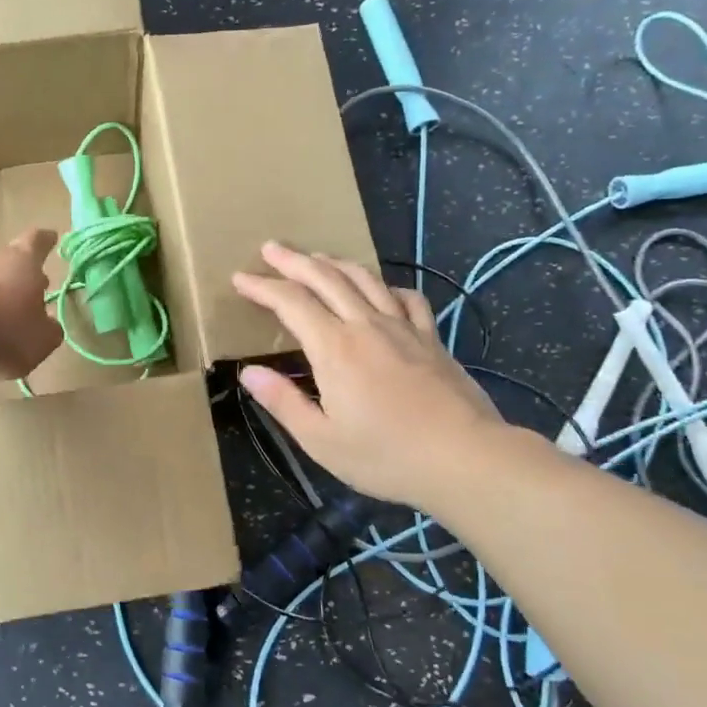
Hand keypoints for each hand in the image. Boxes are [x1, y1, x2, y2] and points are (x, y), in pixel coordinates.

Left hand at [0, 229, 61, 378]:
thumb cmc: (0, 328)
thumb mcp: (39, 341)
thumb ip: (49, 333)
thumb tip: (50, 326)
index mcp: (24, 263)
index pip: (37, 242)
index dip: (45, 241)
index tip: (51, 237)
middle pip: (10, 262)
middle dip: (22, 277)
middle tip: (34, 290)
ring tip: (3, 320)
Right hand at [231, 241, 503, 507]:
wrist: (466, 457)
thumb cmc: (387, 456)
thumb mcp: (322, 440)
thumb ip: (283, 402)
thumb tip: (248, 372)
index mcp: (335, 348)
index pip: (291, 302)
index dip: (262, 287)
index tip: (240, 278)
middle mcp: (366, 325)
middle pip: (326, 278)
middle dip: (293, 260)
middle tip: (270, 248)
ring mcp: (403, 328)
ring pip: (365, 279)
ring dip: (335, 263)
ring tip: (316, 256)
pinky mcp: (431, 338)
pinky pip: (407, 298)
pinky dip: (386, 285)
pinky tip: (381, 289)